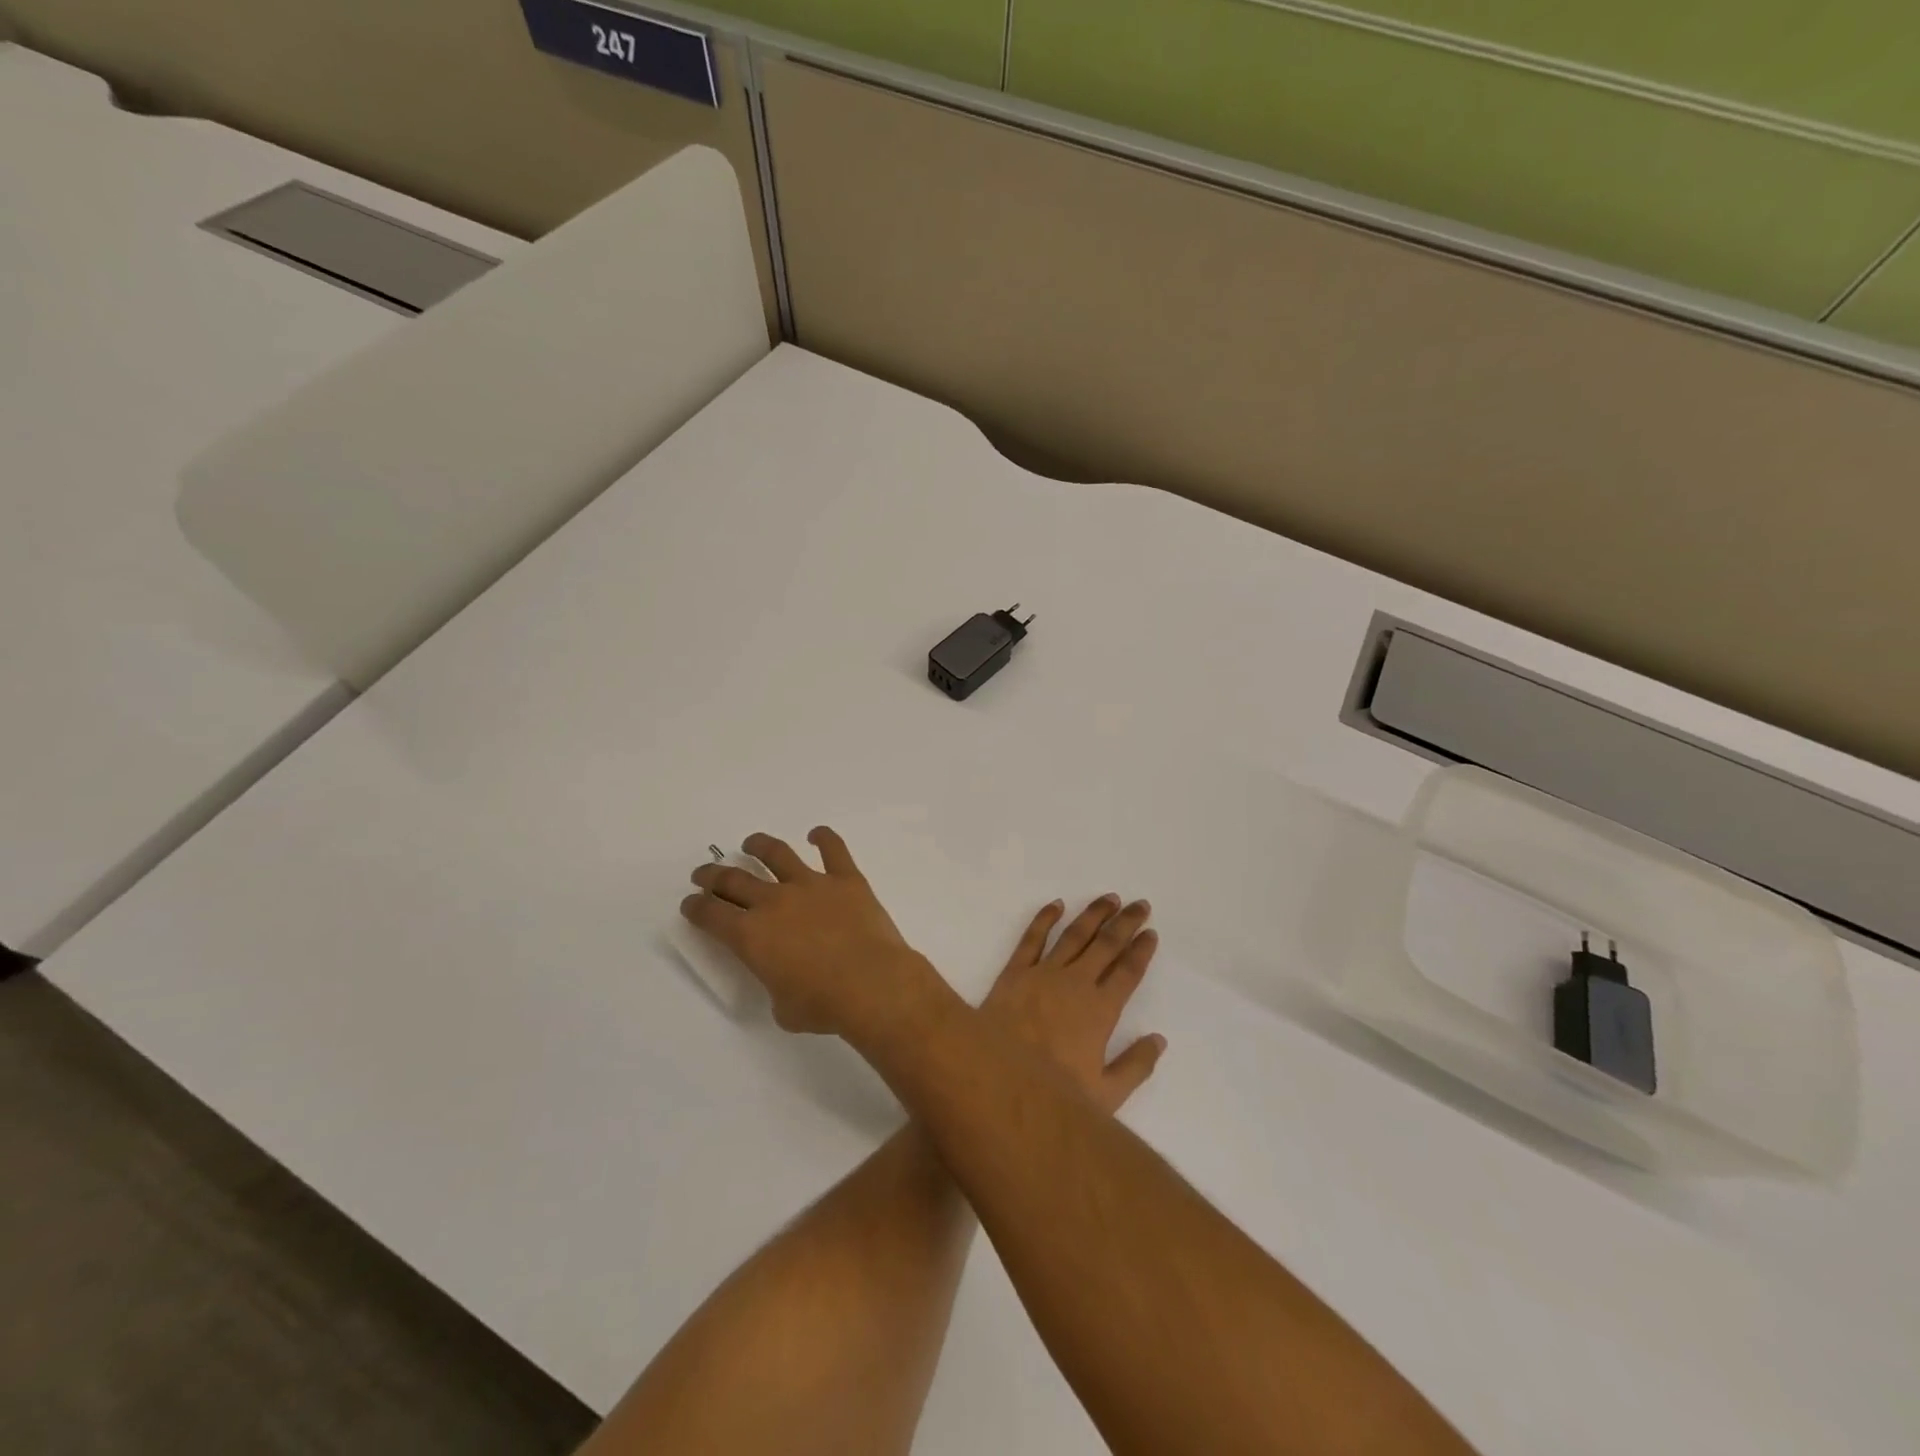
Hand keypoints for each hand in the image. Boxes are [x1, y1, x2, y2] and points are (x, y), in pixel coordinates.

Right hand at [681, 827, 940, 1038]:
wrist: (872, 983)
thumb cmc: (823, 1004)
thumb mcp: (782, 1008)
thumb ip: (775, 983)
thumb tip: (786, 977)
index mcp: (751, 935)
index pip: (711, 915)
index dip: (696, 907)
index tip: (691, 903)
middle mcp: (774, 901)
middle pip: (734, 879)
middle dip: (713, 875)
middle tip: (705, 873)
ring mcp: (811, 885)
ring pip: (777, 854)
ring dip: (759, 845)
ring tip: (751, 843)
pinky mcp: (846, 879)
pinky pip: (833, 848)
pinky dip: (824, 837)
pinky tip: (817, 834)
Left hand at [981, 895, 1166, 1114]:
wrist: (995, 1081)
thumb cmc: (1052, 1092)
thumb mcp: (1105, 1095)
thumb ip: (1135, 1066)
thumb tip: (1159, 1040)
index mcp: (1100, 1011)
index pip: (1128, 972)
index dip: (1141, 950)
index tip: (1151, 933)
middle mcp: (1076, 983)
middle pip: (1107, 945)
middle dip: (1126, 922)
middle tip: (1140, 904)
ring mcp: (1043, 973)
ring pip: (1074, 935)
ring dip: (1093, 914)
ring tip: (1109, 898)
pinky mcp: (1014, 971)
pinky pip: (1032, 938)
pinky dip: (1045, 918)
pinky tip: (1056, 904)